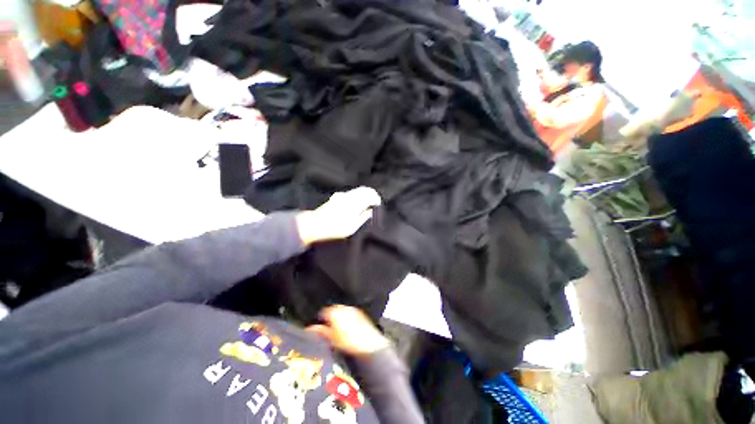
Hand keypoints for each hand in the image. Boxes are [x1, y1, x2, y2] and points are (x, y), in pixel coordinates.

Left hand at [295, 186, 380, 245]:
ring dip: (365, 194)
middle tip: (375, 201)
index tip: (379, 203)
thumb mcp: (351, 228)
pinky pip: (351, 193)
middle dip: (372, 194)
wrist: (314, 224)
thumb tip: (370, 212)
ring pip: (357, 190)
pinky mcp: (337, 197)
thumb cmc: (333, 228)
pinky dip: (357, 195)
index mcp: (354, 203)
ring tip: (368, 202)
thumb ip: (362, 218)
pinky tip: (357, 202)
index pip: (369, 195)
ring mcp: (342, 195)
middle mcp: (349, 196)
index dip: (376, 198)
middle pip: (364, 190)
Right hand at [307, 305, 390, 355]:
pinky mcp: (360, 313)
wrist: (369, 345)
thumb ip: (320, 331)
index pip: (323, 312)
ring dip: (338, 317)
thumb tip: (311, 329)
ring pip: (341, 311)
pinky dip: (346, 318)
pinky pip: (350, 313)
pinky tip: (347, 328)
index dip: (319, 320)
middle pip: (332, 310)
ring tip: (336, 329)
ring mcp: (353, 310)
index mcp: (334, 312)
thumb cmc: (349, 343)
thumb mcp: (331, 339)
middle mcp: (344, 308)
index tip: (317, 327)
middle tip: (326, 329)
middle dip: (329, 317)